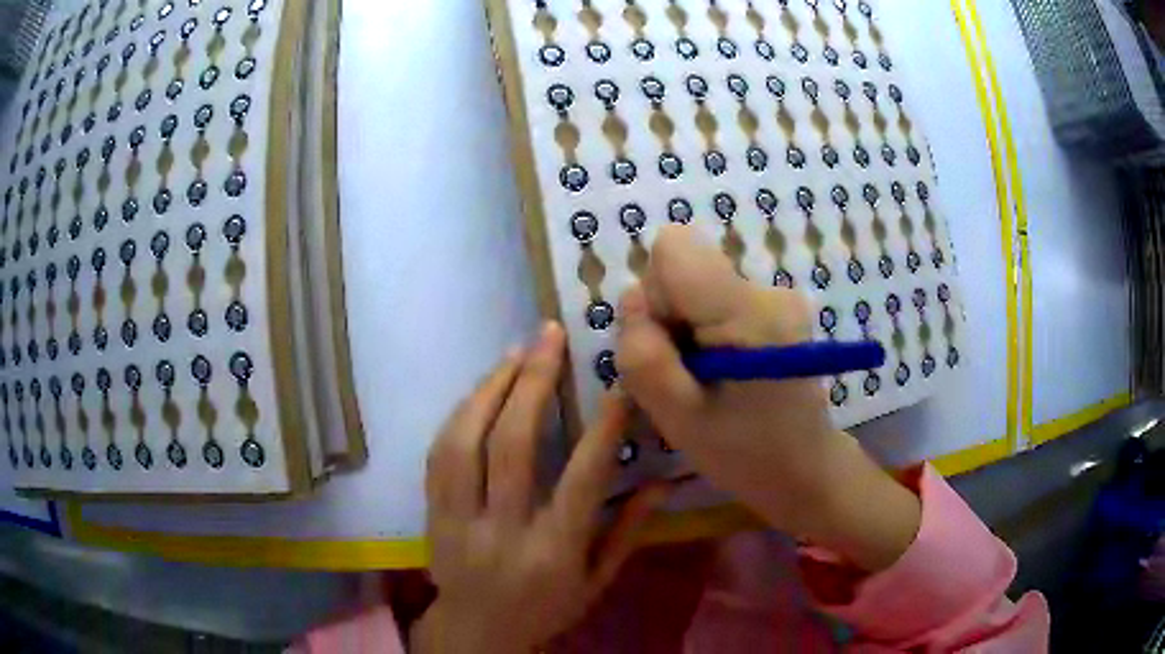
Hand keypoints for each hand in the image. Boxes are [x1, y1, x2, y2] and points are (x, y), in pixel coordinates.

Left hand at [415, 324, 665, 653]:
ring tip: (516, 351)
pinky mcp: (432, 514)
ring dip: (490, 388)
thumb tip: (662, 482)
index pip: (582, 479)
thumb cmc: (545, 609)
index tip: (616, 380)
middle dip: (533, 381)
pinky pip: (439, 454)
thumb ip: (628, 532)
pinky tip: (480, 389)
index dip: (602, 425)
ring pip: (465, 441)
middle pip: (512, 444)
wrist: (476, 632)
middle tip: (549, 335)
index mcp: (554, 551)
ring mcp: (459, 520)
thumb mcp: (597, 582)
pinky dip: (460, 414)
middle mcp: (503, 530)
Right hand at [616, 226, 920, 571]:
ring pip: (695, 284)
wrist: (803, 467)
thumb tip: (633, 298)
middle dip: (668, 318)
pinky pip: (714, 298)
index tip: (668, 346)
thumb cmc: (744, 453)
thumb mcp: (678, 417)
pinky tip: (722, 372)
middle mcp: (768, 289)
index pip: (674, 248)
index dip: (656, 295)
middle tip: (687, 376)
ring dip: (684, 330)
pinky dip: (704, 332)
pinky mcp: (775, 306)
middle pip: (683, 267)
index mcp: (749, 312)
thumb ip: (644, 354)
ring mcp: (776, 295)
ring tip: (706, 380)